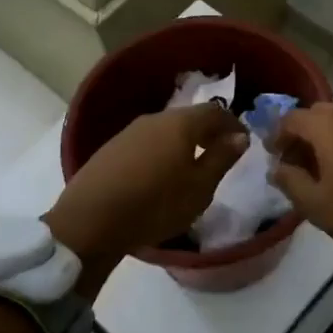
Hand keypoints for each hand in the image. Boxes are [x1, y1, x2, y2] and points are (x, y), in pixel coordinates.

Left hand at [45, 104, 247, 272]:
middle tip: (219, 153)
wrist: (90, 221)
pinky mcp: (111, 148)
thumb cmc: (155, 205)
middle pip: (189, 118)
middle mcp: (155, 119)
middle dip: (208, 132)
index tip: (243, 142)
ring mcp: (129, 132)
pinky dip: (162, 151)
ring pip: (166, 129)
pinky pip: (147, 142)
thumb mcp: (199, 188)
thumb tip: (239, 136)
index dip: (232, 124)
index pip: (215, 111)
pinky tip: (160, 174)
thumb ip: (221, 158)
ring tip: (191, 166)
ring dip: (184, 142)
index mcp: (181, 124)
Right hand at [269, 103, 332, 255]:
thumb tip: (278, 168)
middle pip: (318, 114)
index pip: (290, 118)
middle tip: (299, 163)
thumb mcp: (316, 206)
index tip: (275, 157)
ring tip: (329, 169)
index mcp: (327, 125)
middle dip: (303, 134)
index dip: (277, 136)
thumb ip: (290, 182)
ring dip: (330, 137)